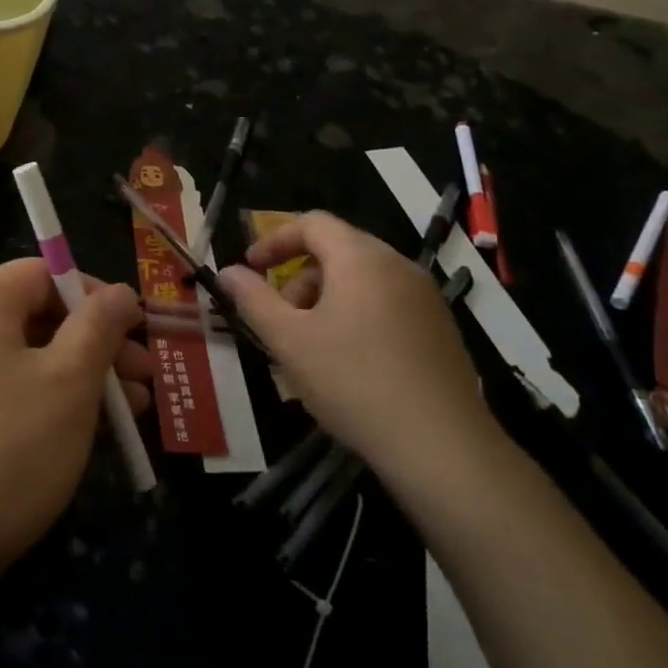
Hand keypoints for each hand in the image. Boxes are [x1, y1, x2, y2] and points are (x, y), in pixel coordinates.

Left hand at [0, 260, 152, 593]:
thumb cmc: (3, 448)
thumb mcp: (68, 382)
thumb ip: (99, 327)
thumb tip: (120, 291)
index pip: (43, 273)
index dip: (96, 295)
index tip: (139, 330)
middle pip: (34, 317)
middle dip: (96, 345)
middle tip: (145, 379)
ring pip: (21, 362)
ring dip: (78, 380)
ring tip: (130, 415)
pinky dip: (42, 406)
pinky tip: (81, 438)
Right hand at [217, 212, 495, 475]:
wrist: (441, 445)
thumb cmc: (352, 382)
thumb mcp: (288, 340)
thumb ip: (252, 299)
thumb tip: (227, 272)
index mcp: (360, 258)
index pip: (312, 223)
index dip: (274, 240)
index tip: (251, 270)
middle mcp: (398, 265)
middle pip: (337, 249)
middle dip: (299, 276)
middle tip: (280, 318)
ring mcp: (425, 296)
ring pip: (362, 278)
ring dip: (326, 298)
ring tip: (311, 346)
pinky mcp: (440, 328)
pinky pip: (386, 302)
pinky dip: (356, 315)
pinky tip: (348, 362)